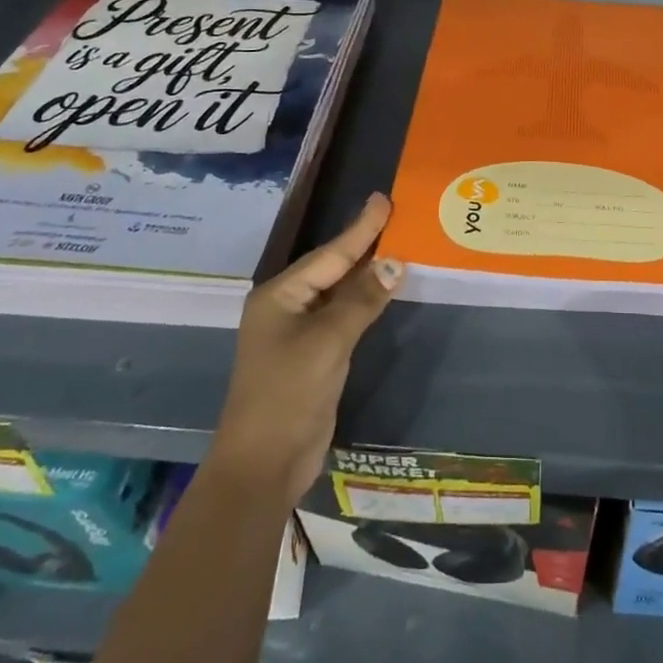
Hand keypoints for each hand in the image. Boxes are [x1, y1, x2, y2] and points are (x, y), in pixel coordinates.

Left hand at [209, 193, 405, 507]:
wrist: (264, 462)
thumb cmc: (289, 393)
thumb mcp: (329, 341)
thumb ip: (362, 299)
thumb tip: (395, 263)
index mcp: (280, 295)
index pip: (331, 254)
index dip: (361, 228)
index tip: (384, 199)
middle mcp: (286, 307)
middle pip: (333, 268)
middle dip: (364, 244)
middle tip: (396, 216)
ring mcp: (298, 333)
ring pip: (339, 292)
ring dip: (366, 273)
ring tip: (398, 246)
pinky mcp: (312, 356)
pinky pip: (343, 317)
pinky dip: (364, 302)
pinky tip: (383, 291)